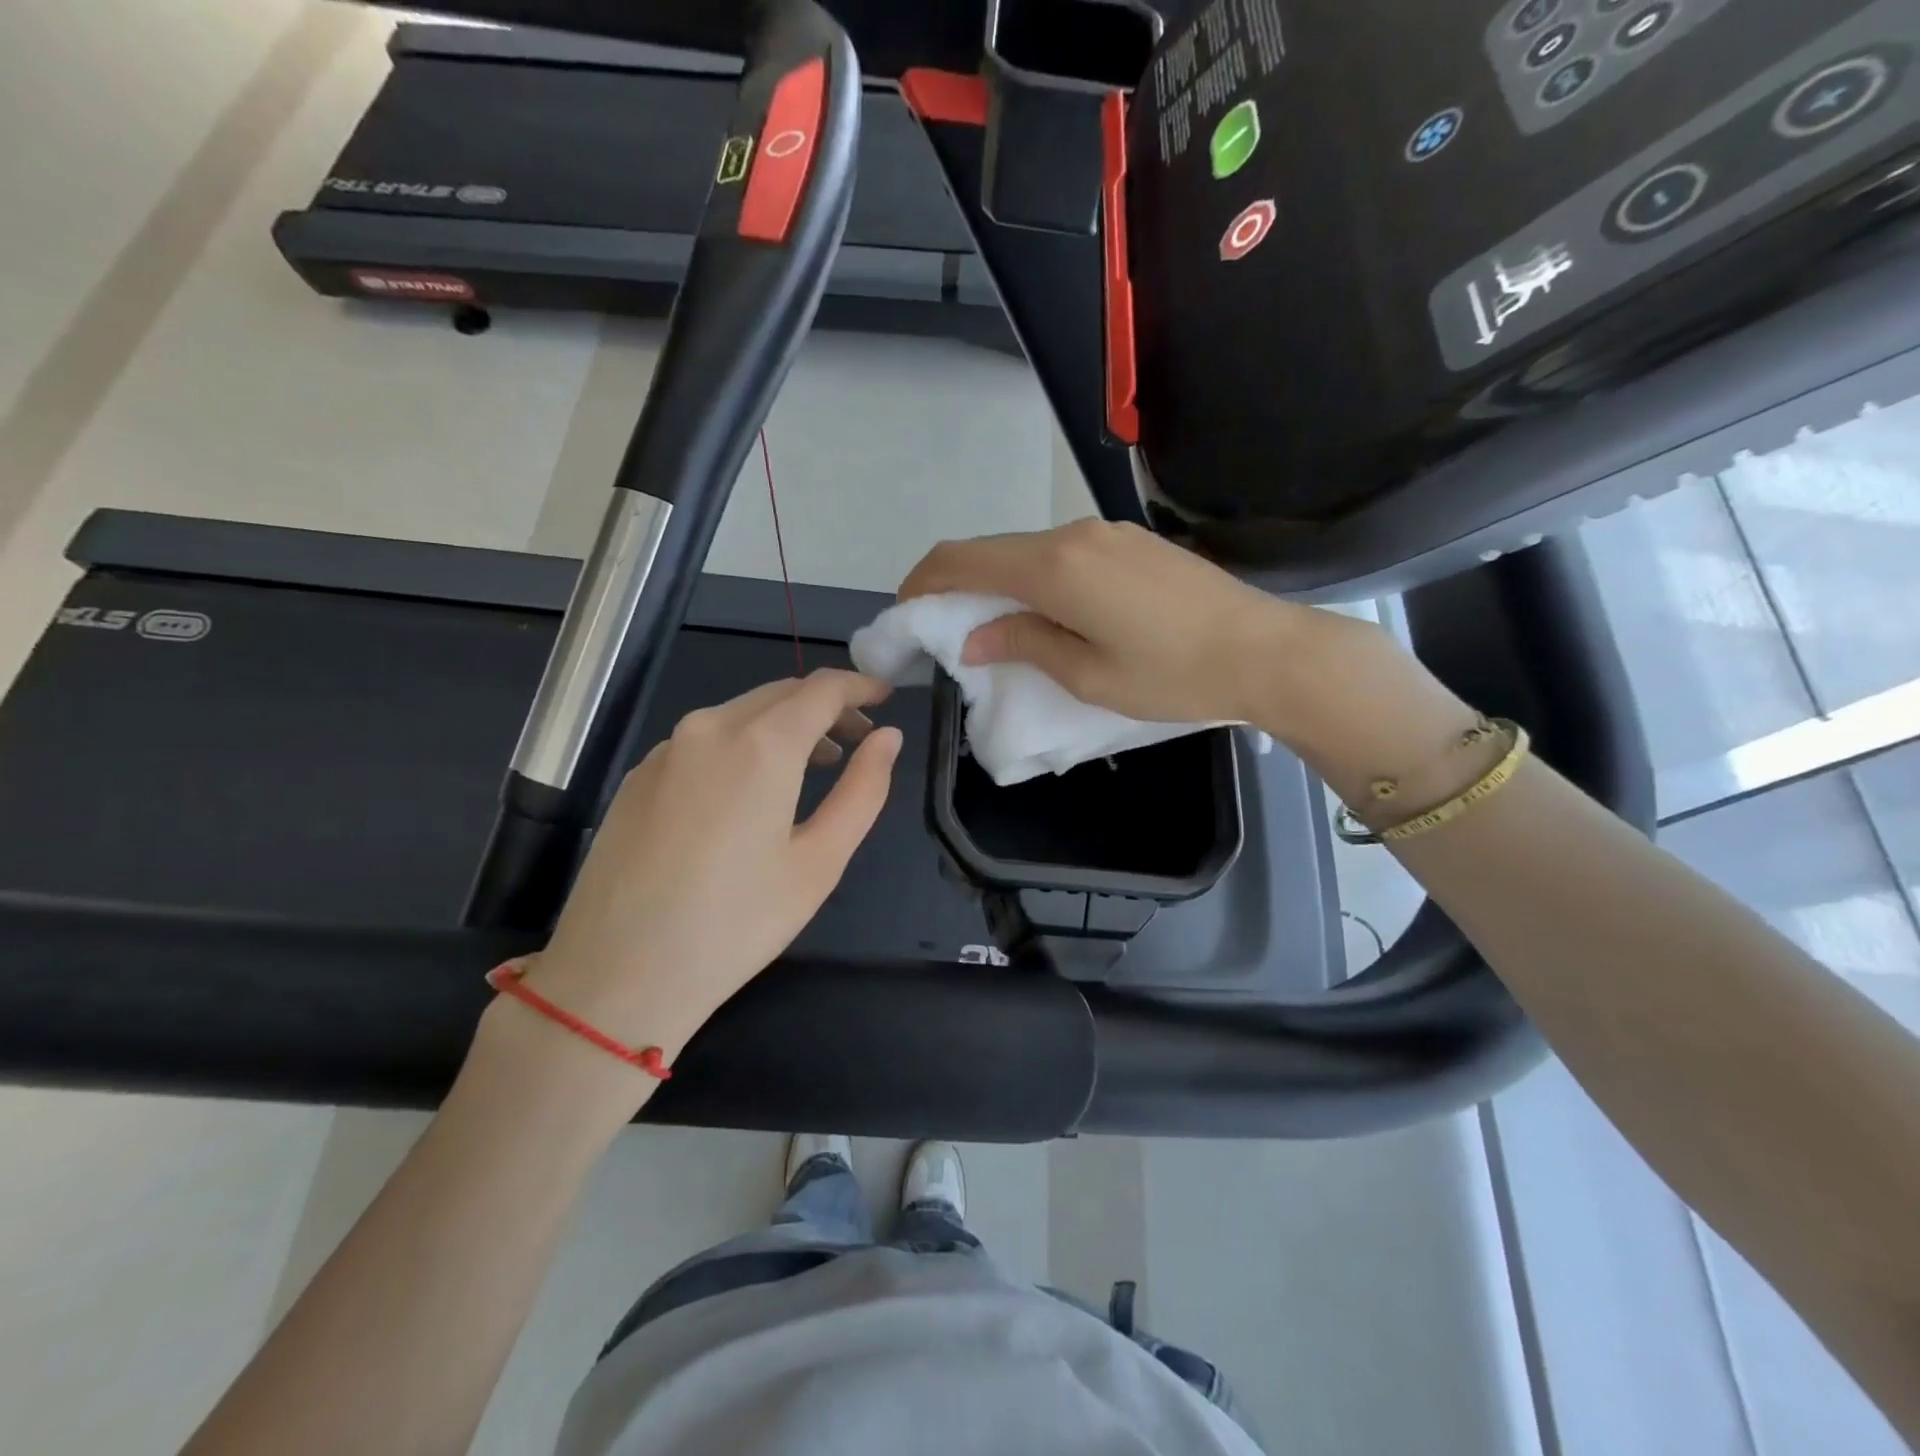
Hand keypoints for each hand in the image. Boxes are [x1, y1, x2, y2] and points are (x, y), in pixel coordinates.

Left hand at [524, 670, 901, 1066]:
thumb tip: (889, 738)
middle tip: (859, 740)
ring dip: (785, 726)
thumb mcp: (819, 862)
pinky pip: (705, 739)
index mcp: (760, 745)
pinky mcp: (639, 775)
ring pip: (741, 713)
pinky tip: (751, 790)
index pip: (821, 688)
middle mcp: (709, 728)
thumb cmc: (737, 924)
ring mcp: (667, 749)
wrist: (617, 975)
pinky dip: (744, 744)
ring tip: (816, 764)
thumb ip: (863, 790)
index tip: (886, 696)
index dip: (859, 686)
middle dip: (826, 707)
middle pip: (781, 694)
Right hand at [899, 519, 1323, 724]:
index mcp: (1055, 568)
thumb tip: (974, 635)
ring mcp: (1107, 533)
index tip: (906, 611)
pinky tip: (1048, 612)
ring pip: (1029, 550)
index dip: (924, 581)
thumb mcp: (1088, 675)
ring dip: (1000, 582)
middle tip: (946, 628)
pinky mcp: (1132, 542)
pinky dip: (1037, 578)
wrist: (1266, 651)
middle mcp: (1074, 535)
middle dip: (957, 583)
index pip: (963, 558)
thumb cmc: (1173, 676)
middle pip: (993, 549)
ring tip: (996, 627)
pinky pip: (1064, 553)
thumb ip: (1024, 643)